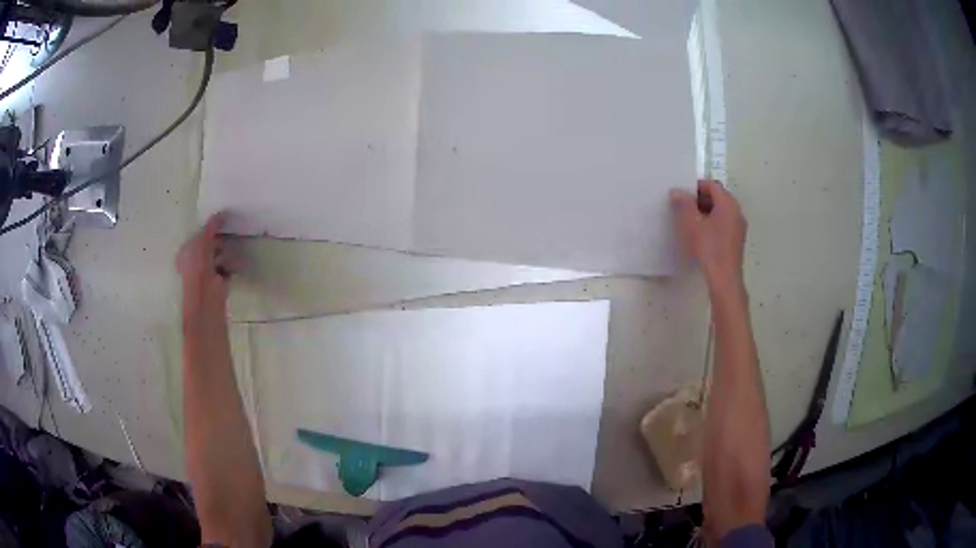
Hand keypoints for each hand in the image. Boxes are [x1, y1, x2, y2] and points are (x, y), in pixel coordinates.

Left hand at [177, 213, 234, 317]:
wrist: (205, 297)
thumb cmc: (198, 268)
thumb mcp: (202, 242)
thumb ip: (211, 227)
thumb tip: (221, 213)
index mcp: (186, 252)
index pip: (200, 236)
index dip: (210, 229)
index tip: (222, 223)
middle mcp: (195, 261)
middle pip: (211, 245)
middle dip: (219, 243)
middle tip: (224, 242)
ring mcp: (207, 272)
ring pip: (220, 255)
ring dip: (226, 255)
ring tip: (227, 261)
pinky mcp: (219, 281)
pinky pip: (227, 267)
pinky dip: (231, 266)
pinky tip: (231, 268)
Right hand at [670, 180, 746, 294]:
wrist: (724, 278)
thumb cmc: (709, 247)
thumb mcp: (692, 224)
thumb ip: (684, 205)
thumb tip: (677, 192)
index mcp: (728, 203)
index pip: (712, 185)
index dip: (696, 187)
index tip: (682, 194)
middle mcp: (737, 211)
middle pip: (718, 197)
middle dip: (700, 199)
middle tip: (684, 207)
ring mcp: (739, 226)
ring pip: (721, 211)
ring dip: (706, 212)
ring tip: (690, 221)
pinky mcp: (737, 240)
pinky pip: (724, 223)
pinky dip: (712, 223)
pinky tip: (701, 235)